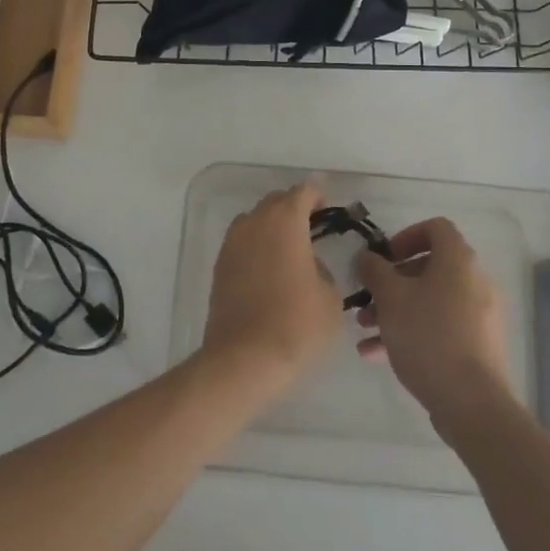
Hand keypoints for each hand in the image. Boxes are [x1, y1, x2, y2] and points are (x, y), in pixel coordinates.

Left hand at [202, 182, 342, 393]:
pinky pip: (242, 244)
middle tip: (312, 228)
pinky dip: (256, 247)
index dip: (318, 195)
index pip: (303, 192)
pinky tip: (268, 270)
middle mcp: (255, 222)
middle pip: (276, 202)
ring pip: (255, 221)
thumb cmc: (297, 324)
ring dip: (272, 226)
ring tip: (288, 249)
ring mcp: (232, 243)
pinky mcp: (219, 266)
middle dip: (294, 209)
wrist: (245, 358)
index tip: (328, 208)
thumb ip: (323, 270)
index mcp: (285, 221)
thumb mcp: (330, 298)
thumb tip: (310, 266)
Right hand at [355, 218, 513, 440]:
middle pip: (429, 268)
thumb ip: (374, 271)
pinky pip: (440, 328)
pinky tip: (376, 354)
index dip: (406, 236)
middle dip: (392, 283)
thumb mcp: (390, 298)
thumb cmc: (428, 336)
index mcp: (458, 260)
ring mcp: (479, 316)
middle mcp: (474, 281)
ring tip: (364, 330)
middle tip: (367, 299)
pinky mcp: (478, 347)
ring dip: (396, 310)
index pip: (436, 228)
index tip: (384, 258)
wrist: (471, 402)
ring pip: (431, 301)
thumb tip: (366, 257)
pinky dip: (411, 332)